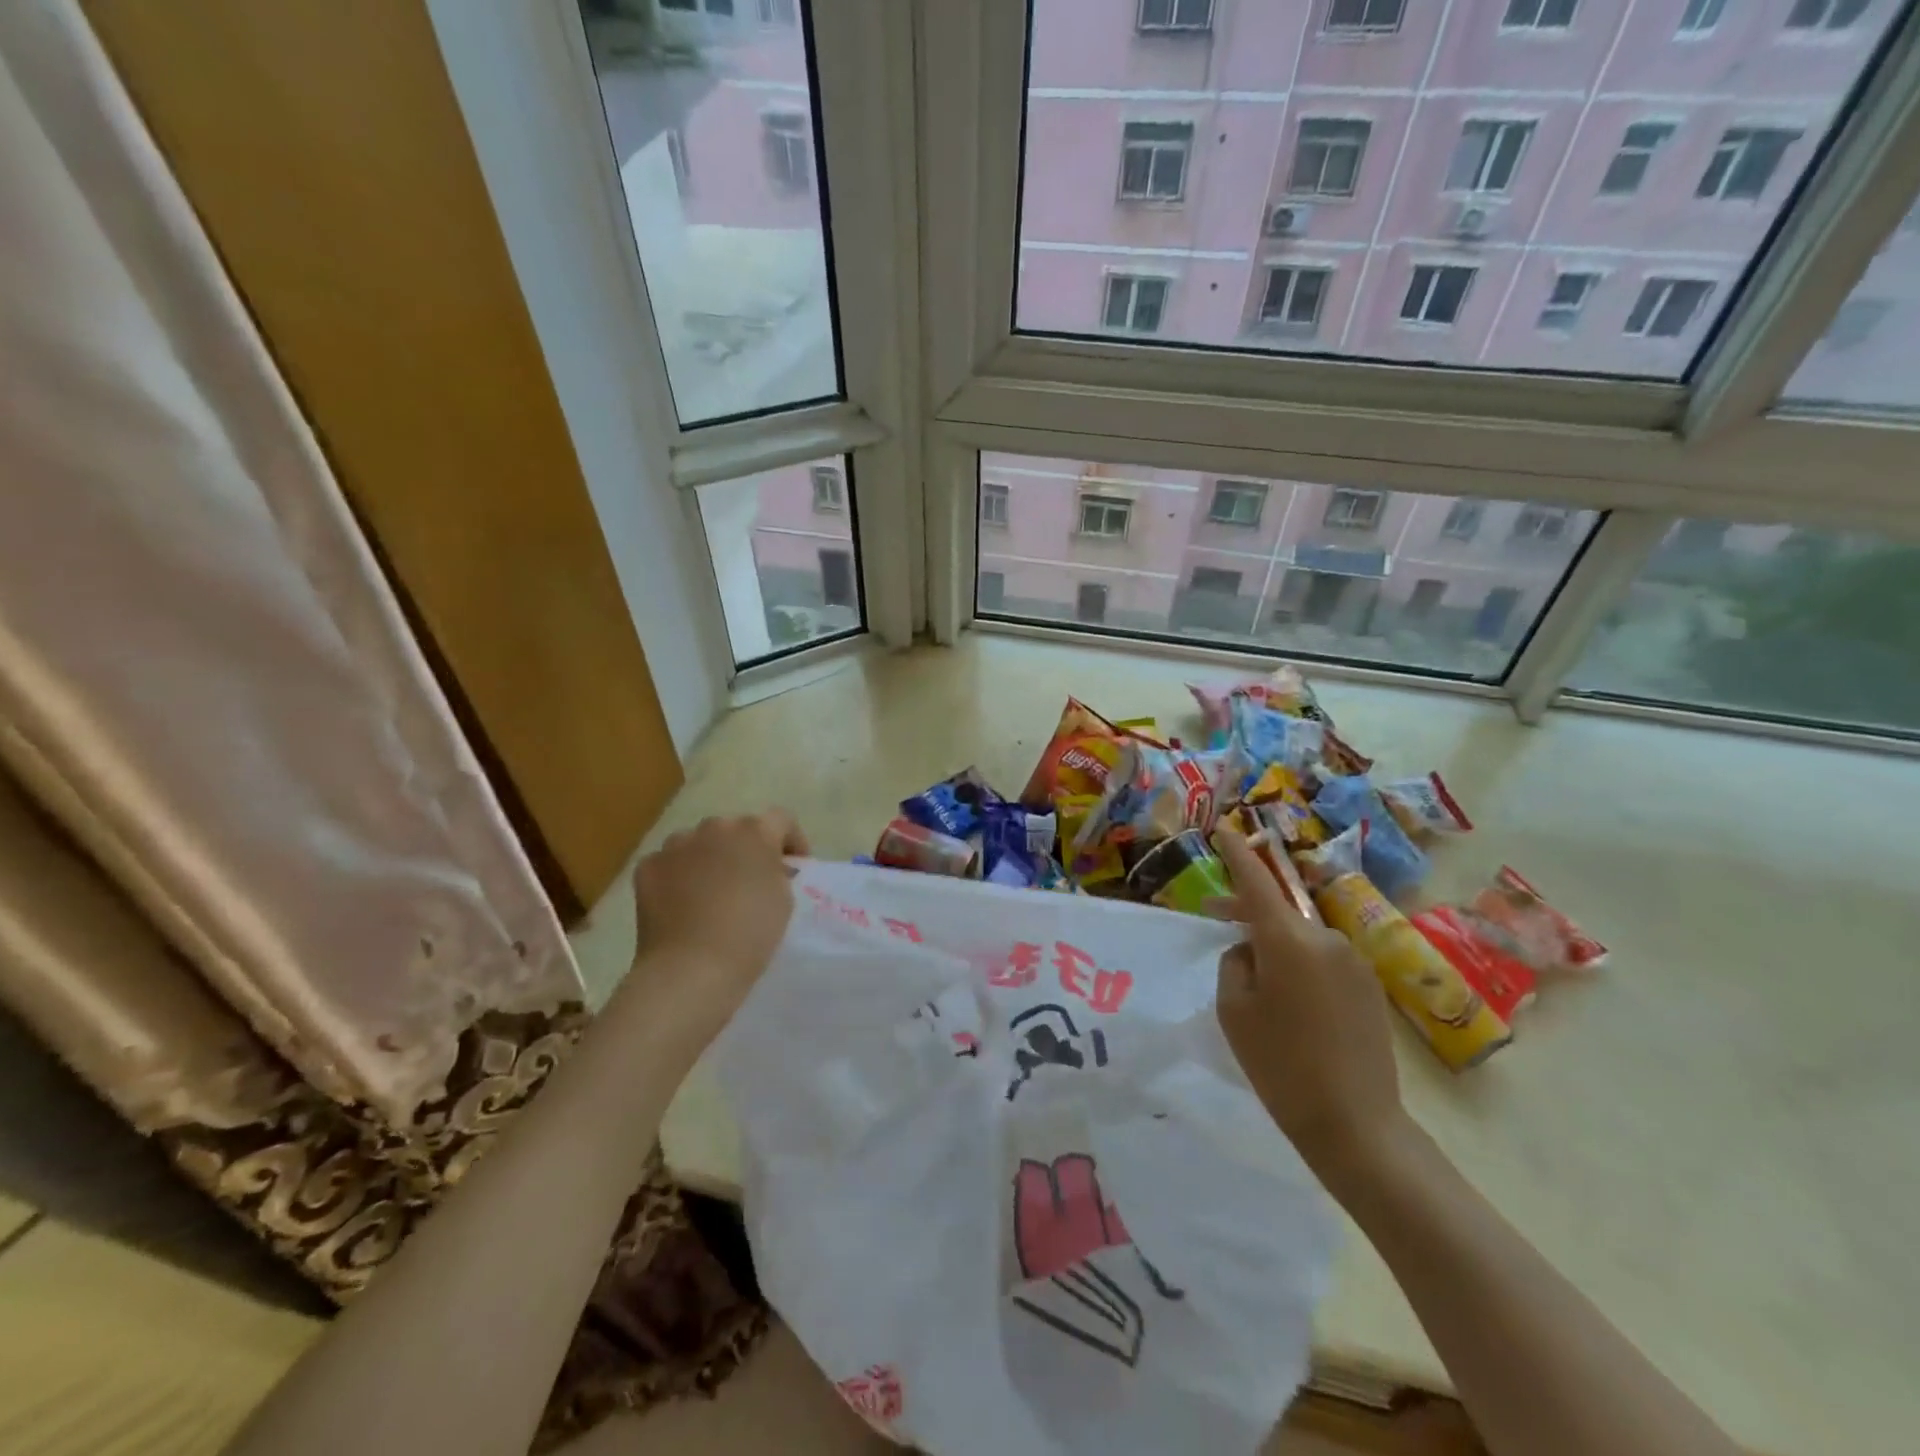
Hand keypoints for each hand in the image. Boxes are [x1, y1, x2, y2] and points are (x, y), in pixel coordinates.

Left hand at [623, 810, 809, 1041]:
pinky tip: (682, 904)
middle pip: (736, 829)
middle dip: (746, 849)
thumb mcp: (784, 899)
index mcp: (754, 831)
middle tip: (750, 881)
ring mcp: (675, 845)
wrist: (691, 969)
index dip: (791, 840)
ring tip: (711, 892)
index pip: (781, 819)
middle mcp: (714, 827)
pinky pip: (670, 864)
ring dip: (710, 858)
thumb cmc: (750, 934)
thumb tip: (766, 868)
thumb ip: (777, 871)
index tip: (794, 867)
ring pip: (699, 843)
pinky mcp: (648, 867)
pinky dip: (678, 877)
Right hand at [1213, 827, 1408, 1189]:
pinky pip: (1323, 961)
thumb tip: (1251, 949)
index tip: (1225, 829)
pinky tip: (1293, 1005)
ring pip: (1300, 939)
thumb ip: (1235, 963)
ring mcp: (1353, 961)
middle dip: (1247, 911)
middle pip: (1278, 912)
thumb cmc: (1281, 1065)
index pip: (1256, 881)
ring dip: (1275, 946)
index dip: (1238, 853)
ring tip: (1259, 984)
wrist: (1356, 1124)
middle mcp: (1325, 938)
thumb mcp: (1234, 1010)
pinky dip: (1300, 967)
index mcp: (1287, 940)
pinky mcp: (1370, 985)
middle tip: (1215, 917)